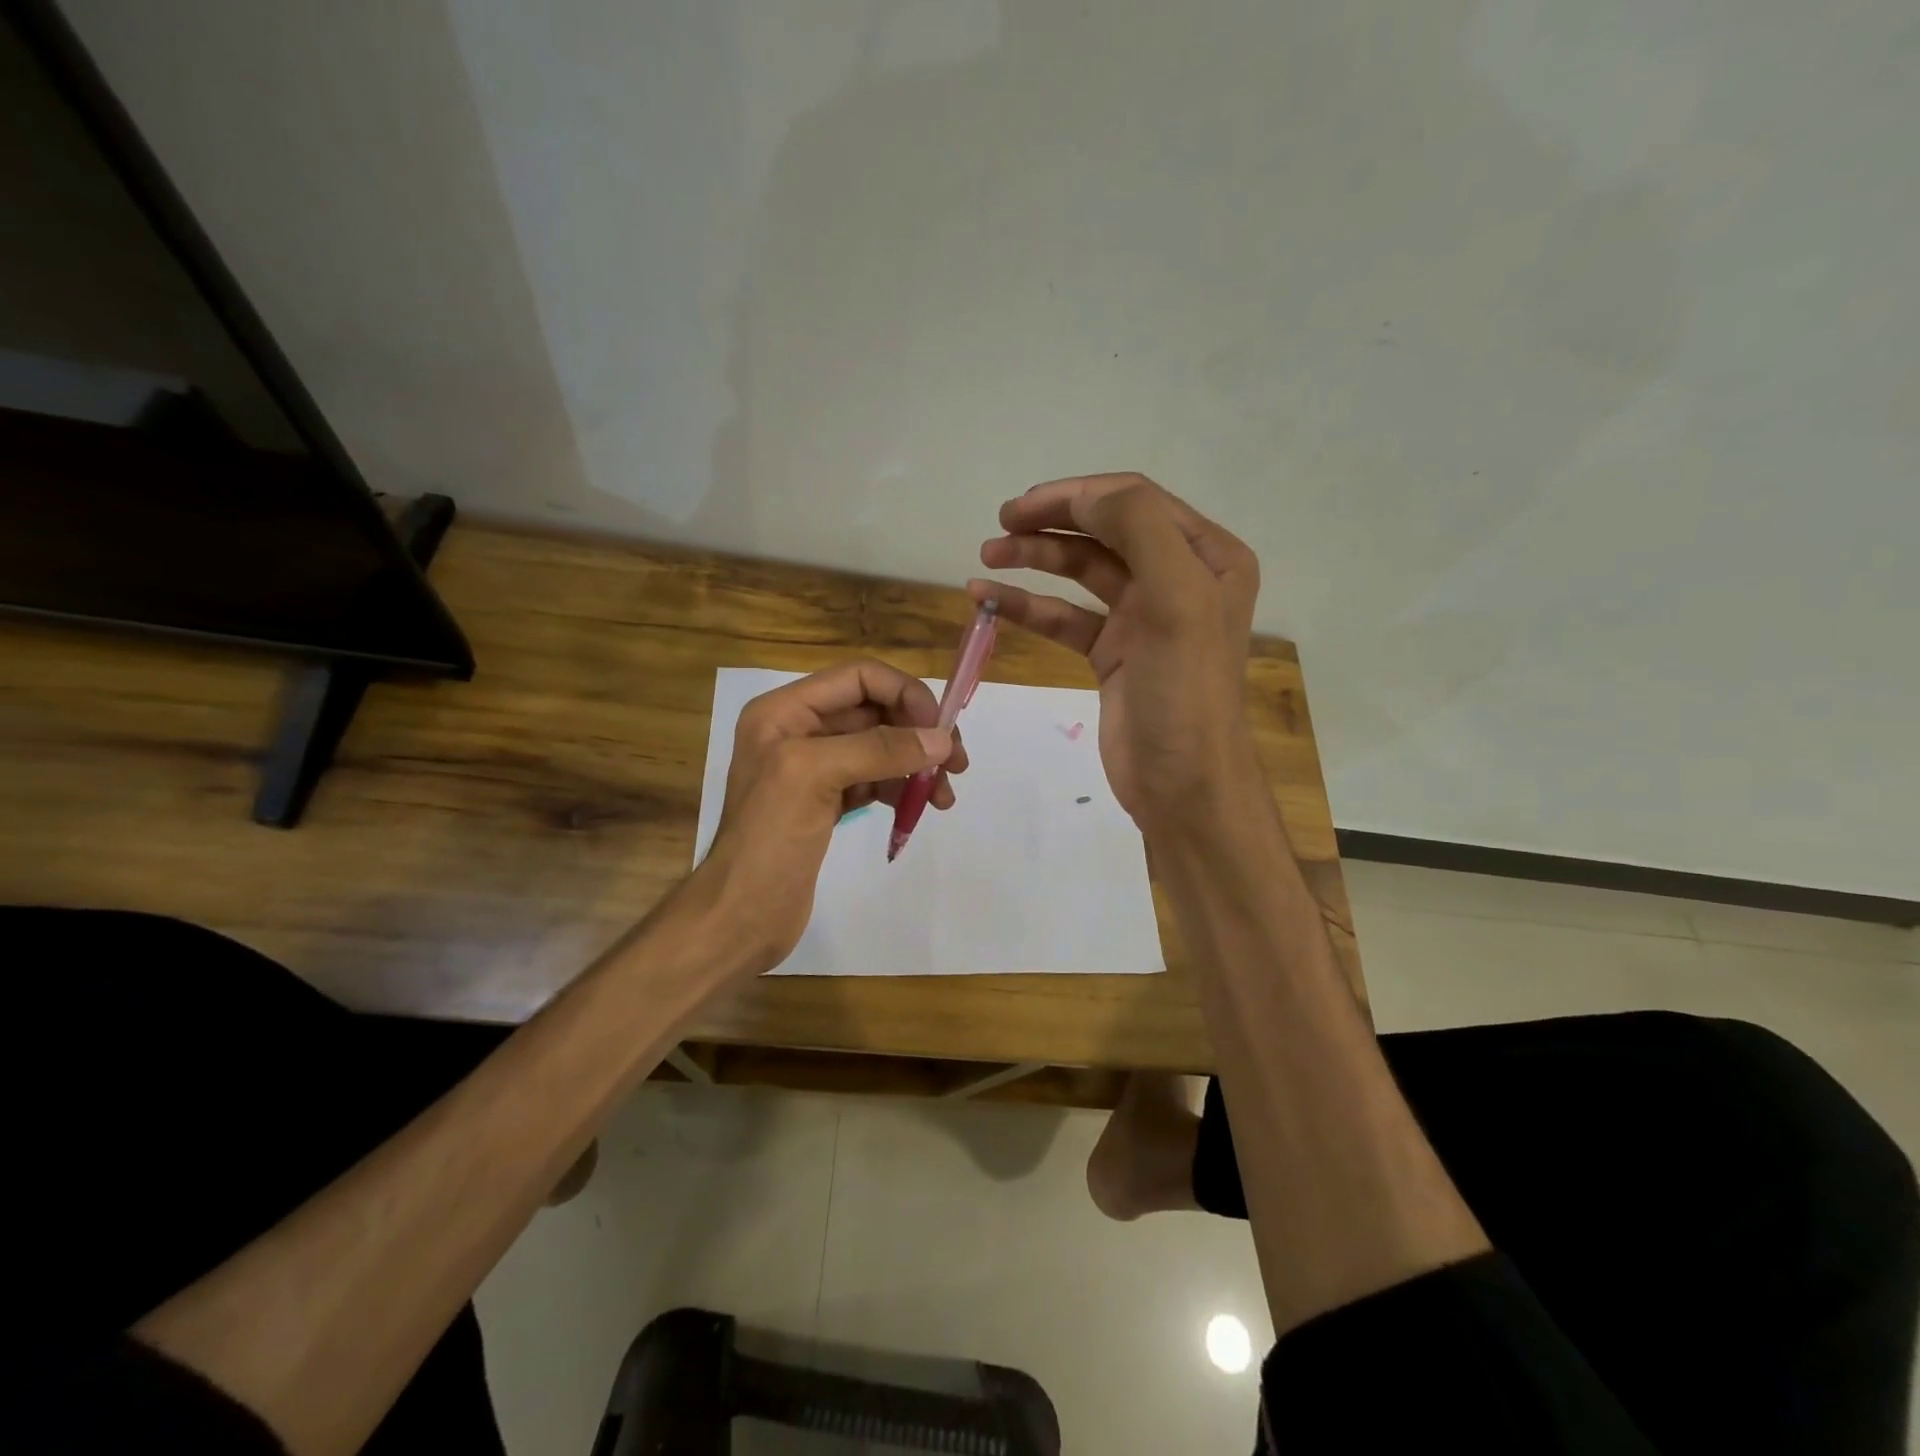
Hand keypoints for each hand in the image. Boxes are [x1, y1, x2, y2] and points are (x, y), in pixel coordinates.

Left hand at [695, 659, 967, 973]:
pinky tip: (920, 808)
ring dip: (916, 765)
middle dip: (917, 733)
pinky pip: (874, 780)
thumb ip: (879, 749)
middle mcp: (798, 731)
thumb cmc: (768, 839)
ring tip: (944, 797)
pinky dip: (900, 789)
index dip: (905, 694)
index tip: (940, 730)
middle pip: (874, 711)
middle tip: (956, 764)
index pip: (859, 678)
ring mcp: (813, 768)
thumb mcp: (815, 777)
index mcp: (785, 711)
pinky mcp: (826, 802)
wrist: (740, 916)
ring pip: (879, 748)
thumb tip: (941, 739)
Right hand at [970, 473, 1259, 836]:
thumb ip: (1139, 531)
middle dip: (1050, 523)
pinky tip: (988, 599)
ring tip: (985, 556)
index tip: (1021, 507)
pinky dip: (1029, 606)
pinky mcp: (1112, 652)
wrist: (1182, 784)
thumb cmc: (1185, 692)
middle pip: (1104, 531)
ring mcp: (1143, 616)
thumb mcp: (1176, 601)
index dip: (1076, 496)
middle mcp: (1177, 577)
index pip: (1135, 502)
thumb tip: (1085, 499)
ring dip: (1033, 559)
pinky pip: (1065, 617)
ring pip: (1081, 572)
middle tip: (998, 524)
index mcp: (1207, 556)